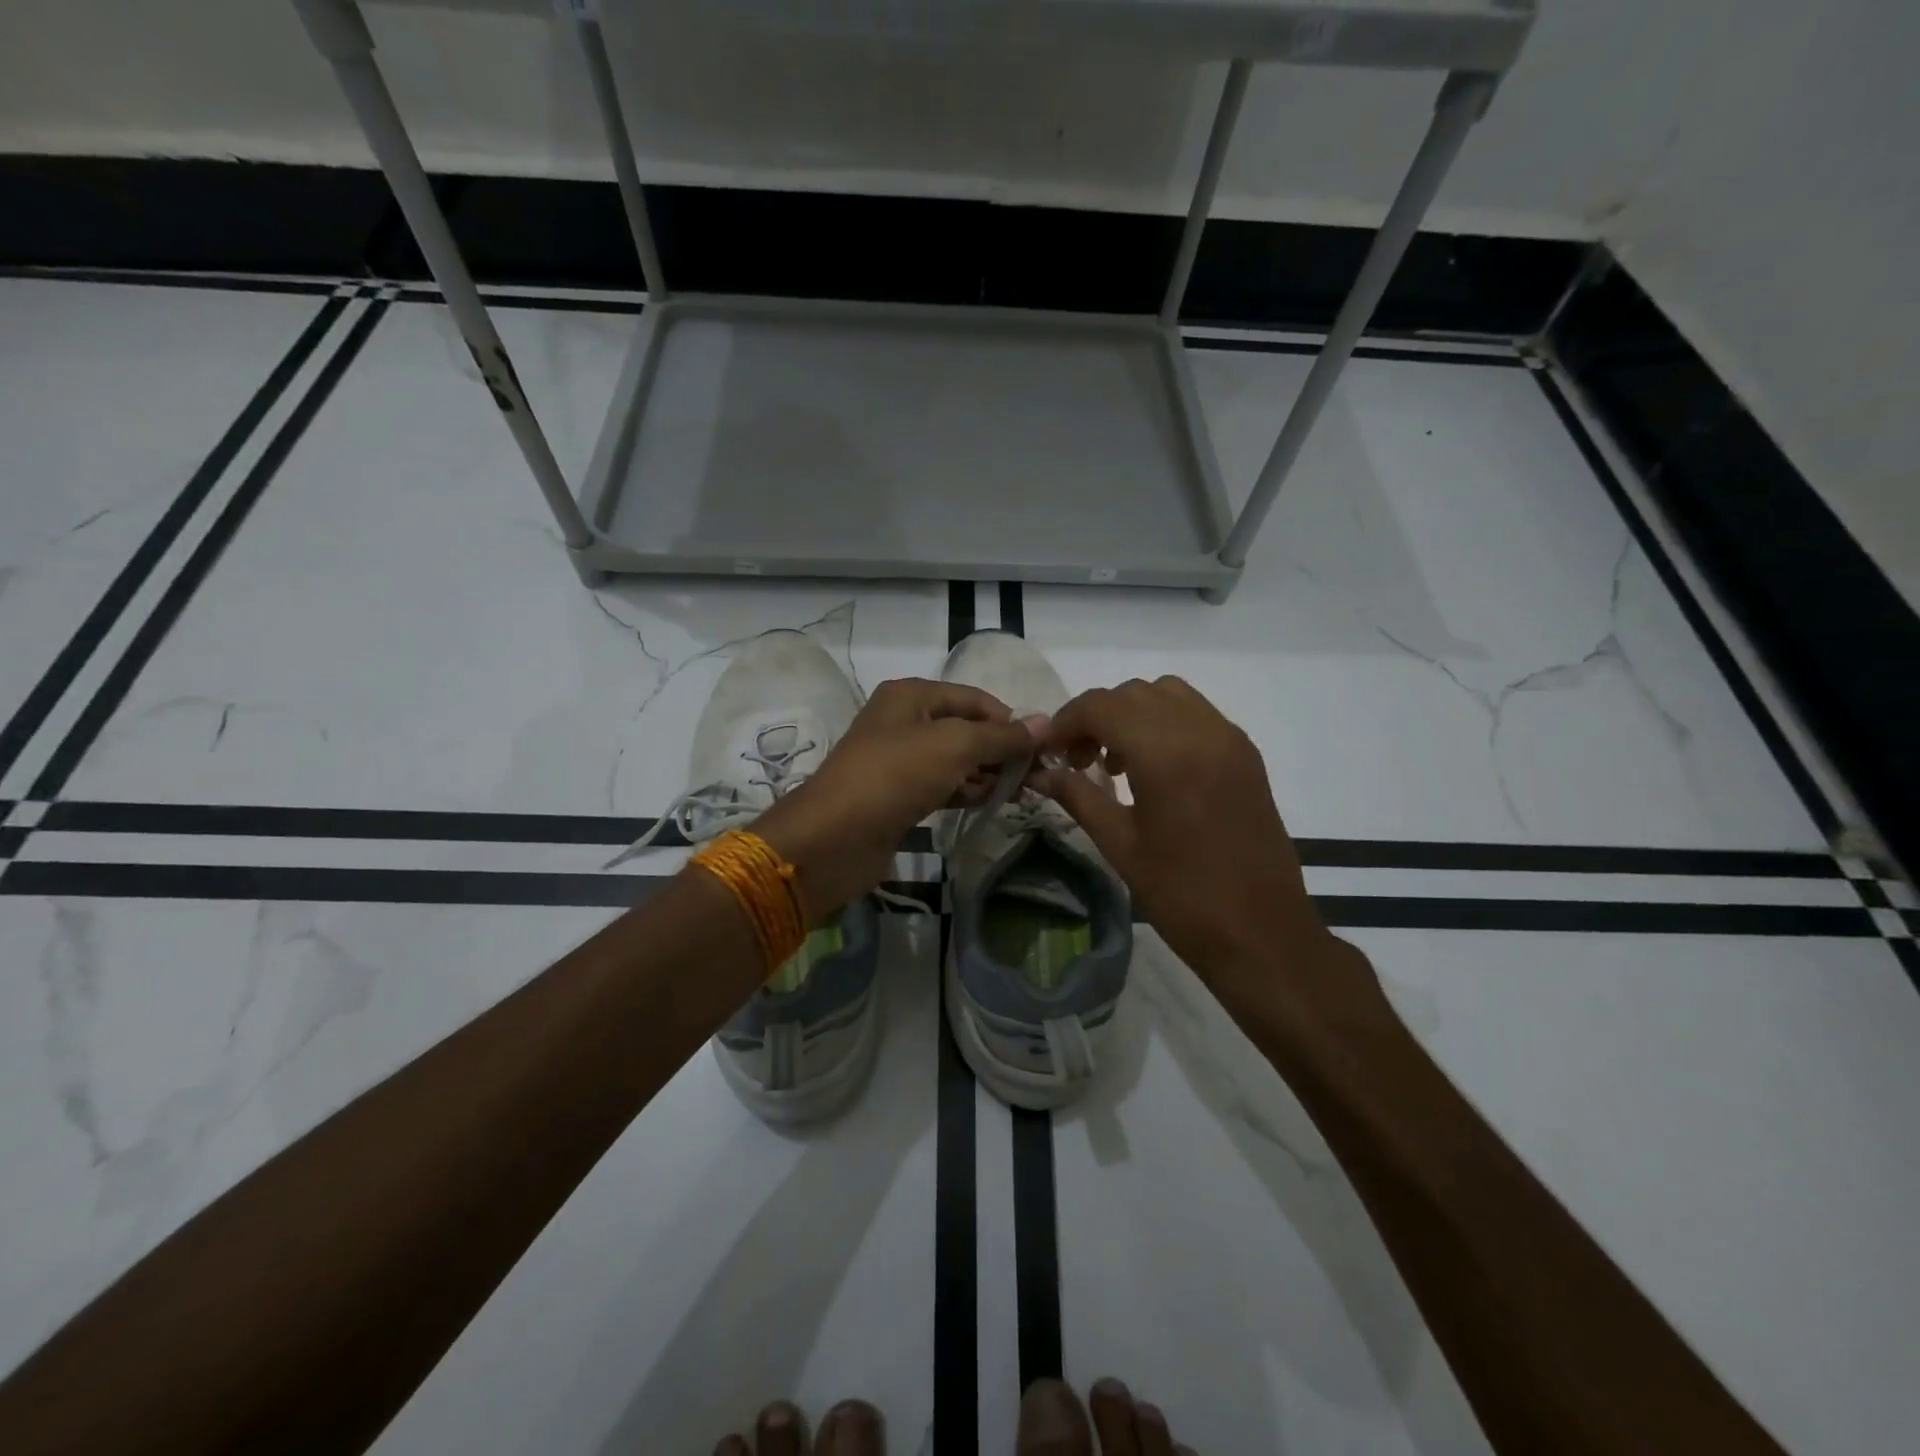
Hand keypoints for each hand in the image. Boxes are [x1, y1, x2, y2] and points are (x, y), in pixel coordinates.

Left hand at [756, 678, 1039, 916]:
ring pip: (955, 760)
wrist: (834, 838)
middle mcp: (904, 721)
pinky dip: (966, 791)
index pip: (975, 699)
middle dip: (1001, 749)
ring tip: (1022, 793)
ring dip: (987, 773)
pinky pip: (942, 786)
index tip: (1043, 749)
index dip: (1009, 720)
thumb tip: (1044, 724)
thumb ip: (1000, 736)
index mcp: (911, 696)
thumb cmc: (895, 776)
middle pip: (966, 729)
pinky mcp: (898, 796)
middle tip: (1038, 776)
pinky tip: (991, 803)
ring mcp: (899, 761)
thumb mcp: (954, 746)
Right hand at [1032, 677, 1361, 1012]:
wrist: (1262, 933)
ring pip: (1167, 694)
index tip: (1048, 751)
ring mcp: (1229, 739)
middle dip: (1096, 716)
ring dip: (1131, 713)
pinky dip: (1164, 722)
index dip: (1065, 721)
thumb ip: (1078, 796)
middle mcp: (1202, 731)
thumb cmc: (1183, 896)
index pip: (1102, 706)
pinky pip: (1196, 714)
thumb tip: (1039, 773)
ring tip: (1116, 761)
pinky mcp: (1246, 754)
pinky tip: (1153, 767)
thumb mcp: (1120, 845)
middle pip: (1133, 693)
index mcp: (1166, 754)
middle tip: (1077, 759)